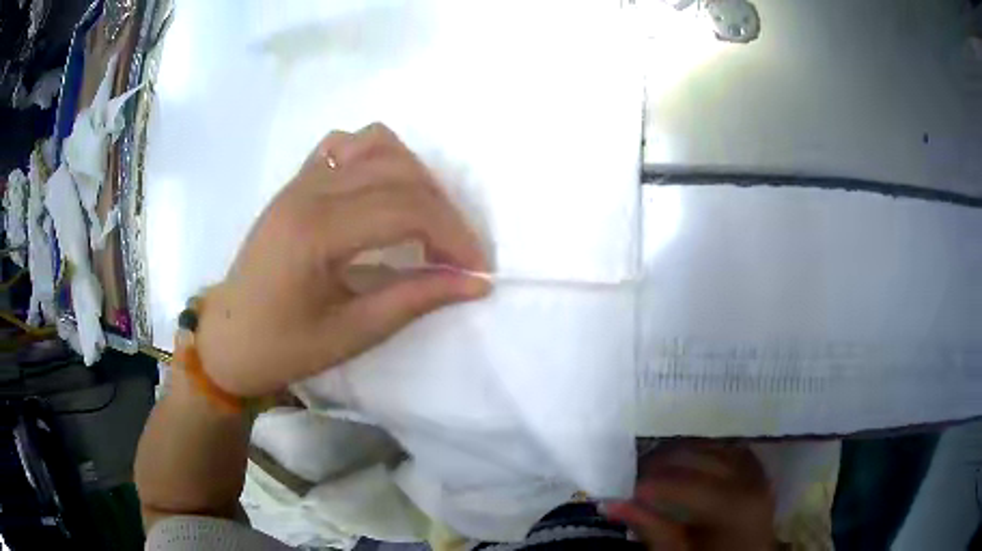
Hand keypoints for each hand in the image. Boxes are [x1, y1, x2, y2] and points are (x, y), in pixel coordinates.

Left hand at [196, 123, 489, 397]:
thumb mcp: (351, 334)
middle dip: (444, 211)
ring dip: (415, 177)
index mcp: (315, 231)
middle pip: (400, 173)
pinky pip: (347, 145)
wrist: (226, 339)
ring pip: (378, 144)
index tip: (478, 270)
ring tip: (426, 219)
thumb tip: (474, 283)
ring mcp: (301, 180)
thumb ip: (414, 300)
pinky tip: (383, 191)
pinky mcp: (297, 181)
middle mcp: (309, 190)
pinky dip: (378, 158)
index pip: (406, 210)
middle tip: (458, 254)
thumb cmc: (281, 347)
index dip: (454, 236)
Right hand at [604, 442, 776, 550]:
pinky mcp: (759, 471)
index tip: (624, 490)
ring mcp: (758, 472)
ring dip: (684, 451)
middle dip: (663, 462)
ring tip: (658, 465)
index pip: (686, 483)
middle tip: (634, 475)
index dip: (651, 483)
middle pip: (702, 456)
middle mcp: (750, 480)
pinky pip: (730, 449)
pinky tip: (691, 459)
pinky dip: (707, 450)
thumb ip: (651, 530)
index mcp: (734, 507)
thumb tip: (613, 504)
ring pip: (716, 446)